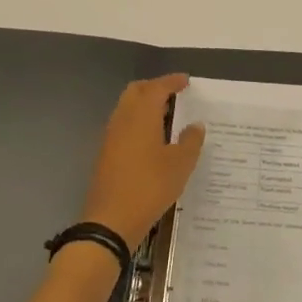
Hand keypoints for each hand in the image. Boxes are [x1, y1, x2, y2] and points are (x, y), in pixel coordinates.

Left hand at [80, 74, 205, 249]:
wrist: (110, 221)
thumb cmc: (150, 187)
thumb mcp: (180, 165)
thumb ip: (190, 141)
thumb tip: (195, 125)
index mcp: (141, 114)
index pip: (157, 87)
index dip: (172, 81)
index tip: (186, 81)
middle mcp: (123, 118)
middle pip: (136, 91)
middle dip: (154, 87)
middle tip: (174, 94)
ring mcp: (110, 135)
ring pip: (126, 107)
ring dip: (144, 104)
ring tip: (166, 116)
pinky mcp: (106, 152)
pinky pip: (123, 124)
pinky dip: (137, 121)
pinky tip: (151, 139)